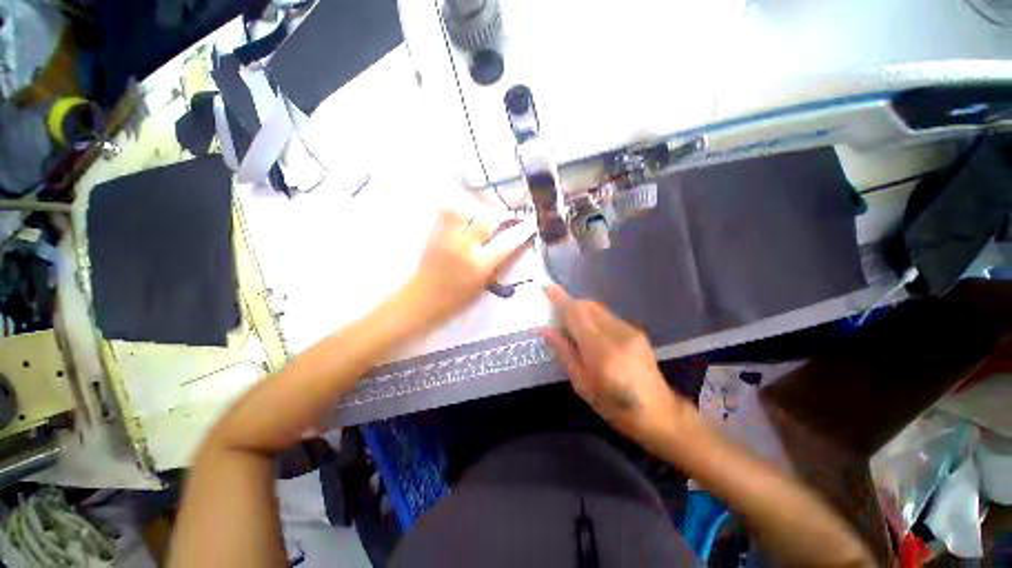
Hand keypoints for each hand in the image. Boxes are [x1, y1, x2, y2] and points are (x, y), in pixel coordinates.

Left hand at [406, 209, 534, 326]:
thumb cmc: (457, 299)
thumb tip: (510, 245)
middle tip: (502, 215)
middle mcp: (465, 248)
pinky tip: (461, 211)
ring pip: (463, 210)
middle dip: (497, 215)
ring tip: (479, 210)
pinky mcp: (434, 234)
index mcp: (480, 266)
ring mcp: (448, 239)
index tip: (527, 226)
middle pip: (485, 220)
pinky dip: (455, 208)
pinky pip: (445, 212)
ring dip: (474, 208)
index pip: (506, 244)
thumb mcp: (483, 285)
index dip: (519, 233)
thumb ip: (496, 265)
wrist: (423, 299)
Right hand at [539, 285, 694, 442]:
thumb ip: (564, 353)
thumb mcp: (582, 384)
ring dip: (581, 310)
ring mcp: (630, 330)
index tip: (547, 287)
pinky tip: (590, 333)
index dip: (561, 299)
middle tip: (556, 312)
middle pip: (588, 306)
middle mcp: (617, 334)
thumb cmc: (614, 406)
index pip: (577, 315)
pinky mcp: (636, 330)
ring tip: (571, 324)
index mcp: (602, 352)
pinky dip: (593, 317)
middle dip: (570, 303)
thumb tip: (546, 331)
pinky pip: (607, 315)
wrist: (658, 412)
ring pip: (598, 308)